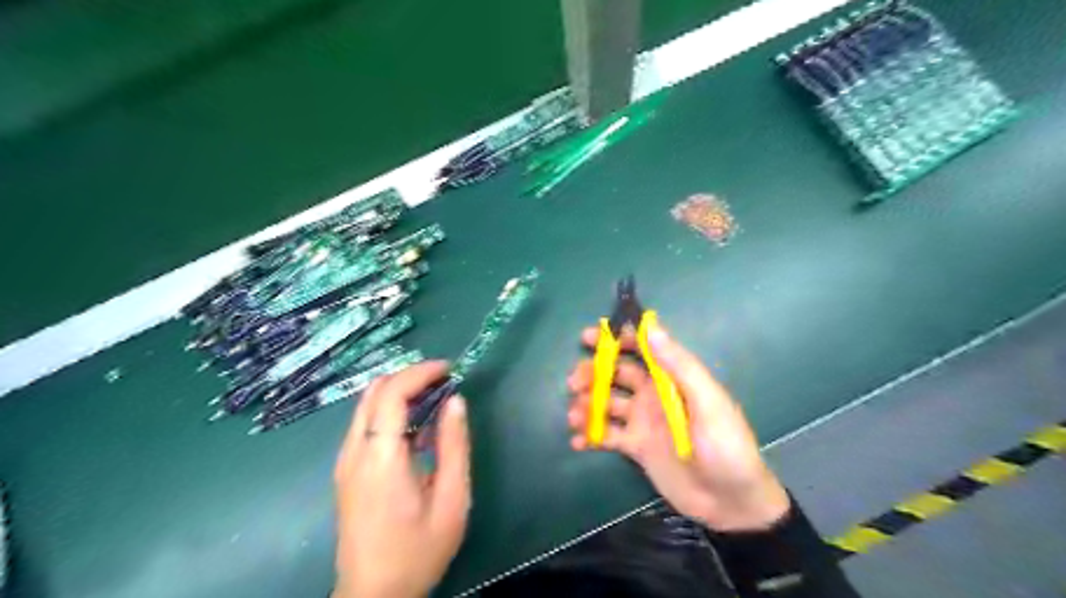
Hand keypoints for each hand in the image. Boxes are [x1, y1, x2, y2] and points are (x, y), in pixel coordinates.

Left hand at [332, 360, 467, 597]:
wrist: (373, 595)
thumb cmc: (418, 551)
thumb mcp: (451, 500)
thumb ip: (455, 446)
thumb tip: (456, 401)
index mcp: (380, 459)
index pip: (392, 393)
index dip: (420, 372)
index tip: (449, 368)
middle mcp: (354, 452)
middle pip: (374, 391)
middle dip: (409, 375)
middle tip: (443, 380)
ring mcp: (345, 461)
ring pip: (366, 405)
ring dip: (399, 390)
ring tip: (434, 396)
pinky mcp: (345, 471)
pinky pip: (364, 423)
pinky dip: (390, 409)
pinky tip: (416, 426)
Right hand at [567, 322, 790, 531]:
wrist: (731, 503)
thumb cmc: (725, 447)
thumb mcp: (707, 402)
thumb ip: (679, 365)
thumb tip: (651, 326)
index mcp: (672, 378)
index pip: (642, 348)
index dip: (616, 339)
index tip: (589, 338)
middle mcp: (653, 395)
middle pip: (615, 374)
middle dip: (592, 373)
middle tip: (574, 383)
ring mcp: (642, 421)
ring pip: (606, 403)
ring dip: (587, 405)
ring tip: (575, 418)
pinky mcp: (635, 447)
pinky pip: (606, 435)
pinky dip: (590, 436)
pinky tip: (578, 442)